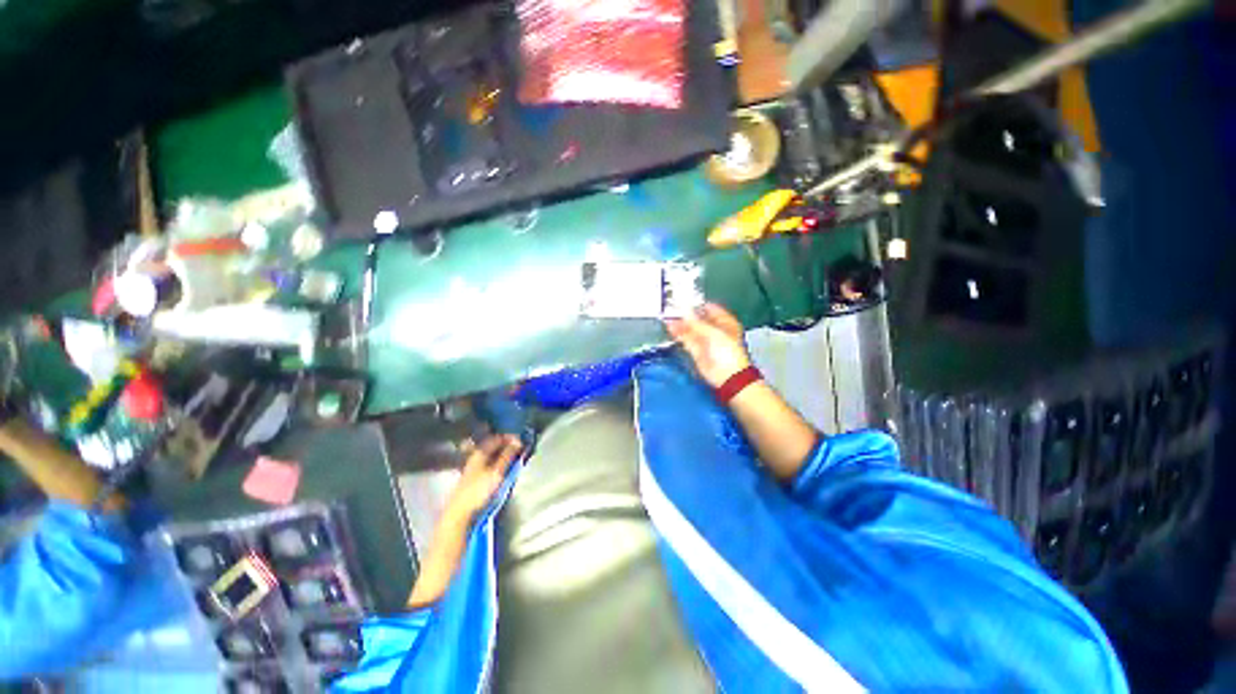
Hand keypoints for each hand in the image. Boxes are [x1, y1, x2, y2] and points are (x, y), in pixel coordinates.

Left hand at [444, 434, 522, 523]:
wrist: (460, 511)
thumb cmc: (479, 490)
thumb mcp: (496, 472)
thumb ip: (507, 456)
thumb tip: (517, 441)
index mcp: (480, 452)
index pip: (496, 439)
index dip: (509, 437)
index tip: (521, 440)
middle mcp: (476, 457)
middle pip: (493, 446)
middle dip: (506, 445)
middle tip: (519, 448)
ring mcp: (474, 467)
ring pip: (491, 455)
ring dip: (503, 454)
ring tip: (514, 457)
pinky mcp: (474, 477)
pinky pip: (489, 463)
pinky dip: (498, 462)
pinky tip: (503, 467)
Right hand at [664, 303, 751, 387]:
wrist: (727, 378)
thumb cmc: (726, 352)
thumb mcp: (712, 333)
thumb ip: (695, 322)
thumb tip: (683, 309)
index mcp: (724, 322)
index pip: (709, 308)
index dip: (696, 304)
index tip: (681, 299)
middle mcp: (715, 330)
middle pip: (698, 319)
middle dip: (685, 314)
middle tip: (670, 307)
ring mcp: (705, 341)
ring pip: (690, 330)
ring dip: (679, 324)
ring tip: (666, 317)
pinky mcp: (696, 352)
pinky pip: (686, 340)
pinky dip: (678, 334)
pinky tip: (670, 328)